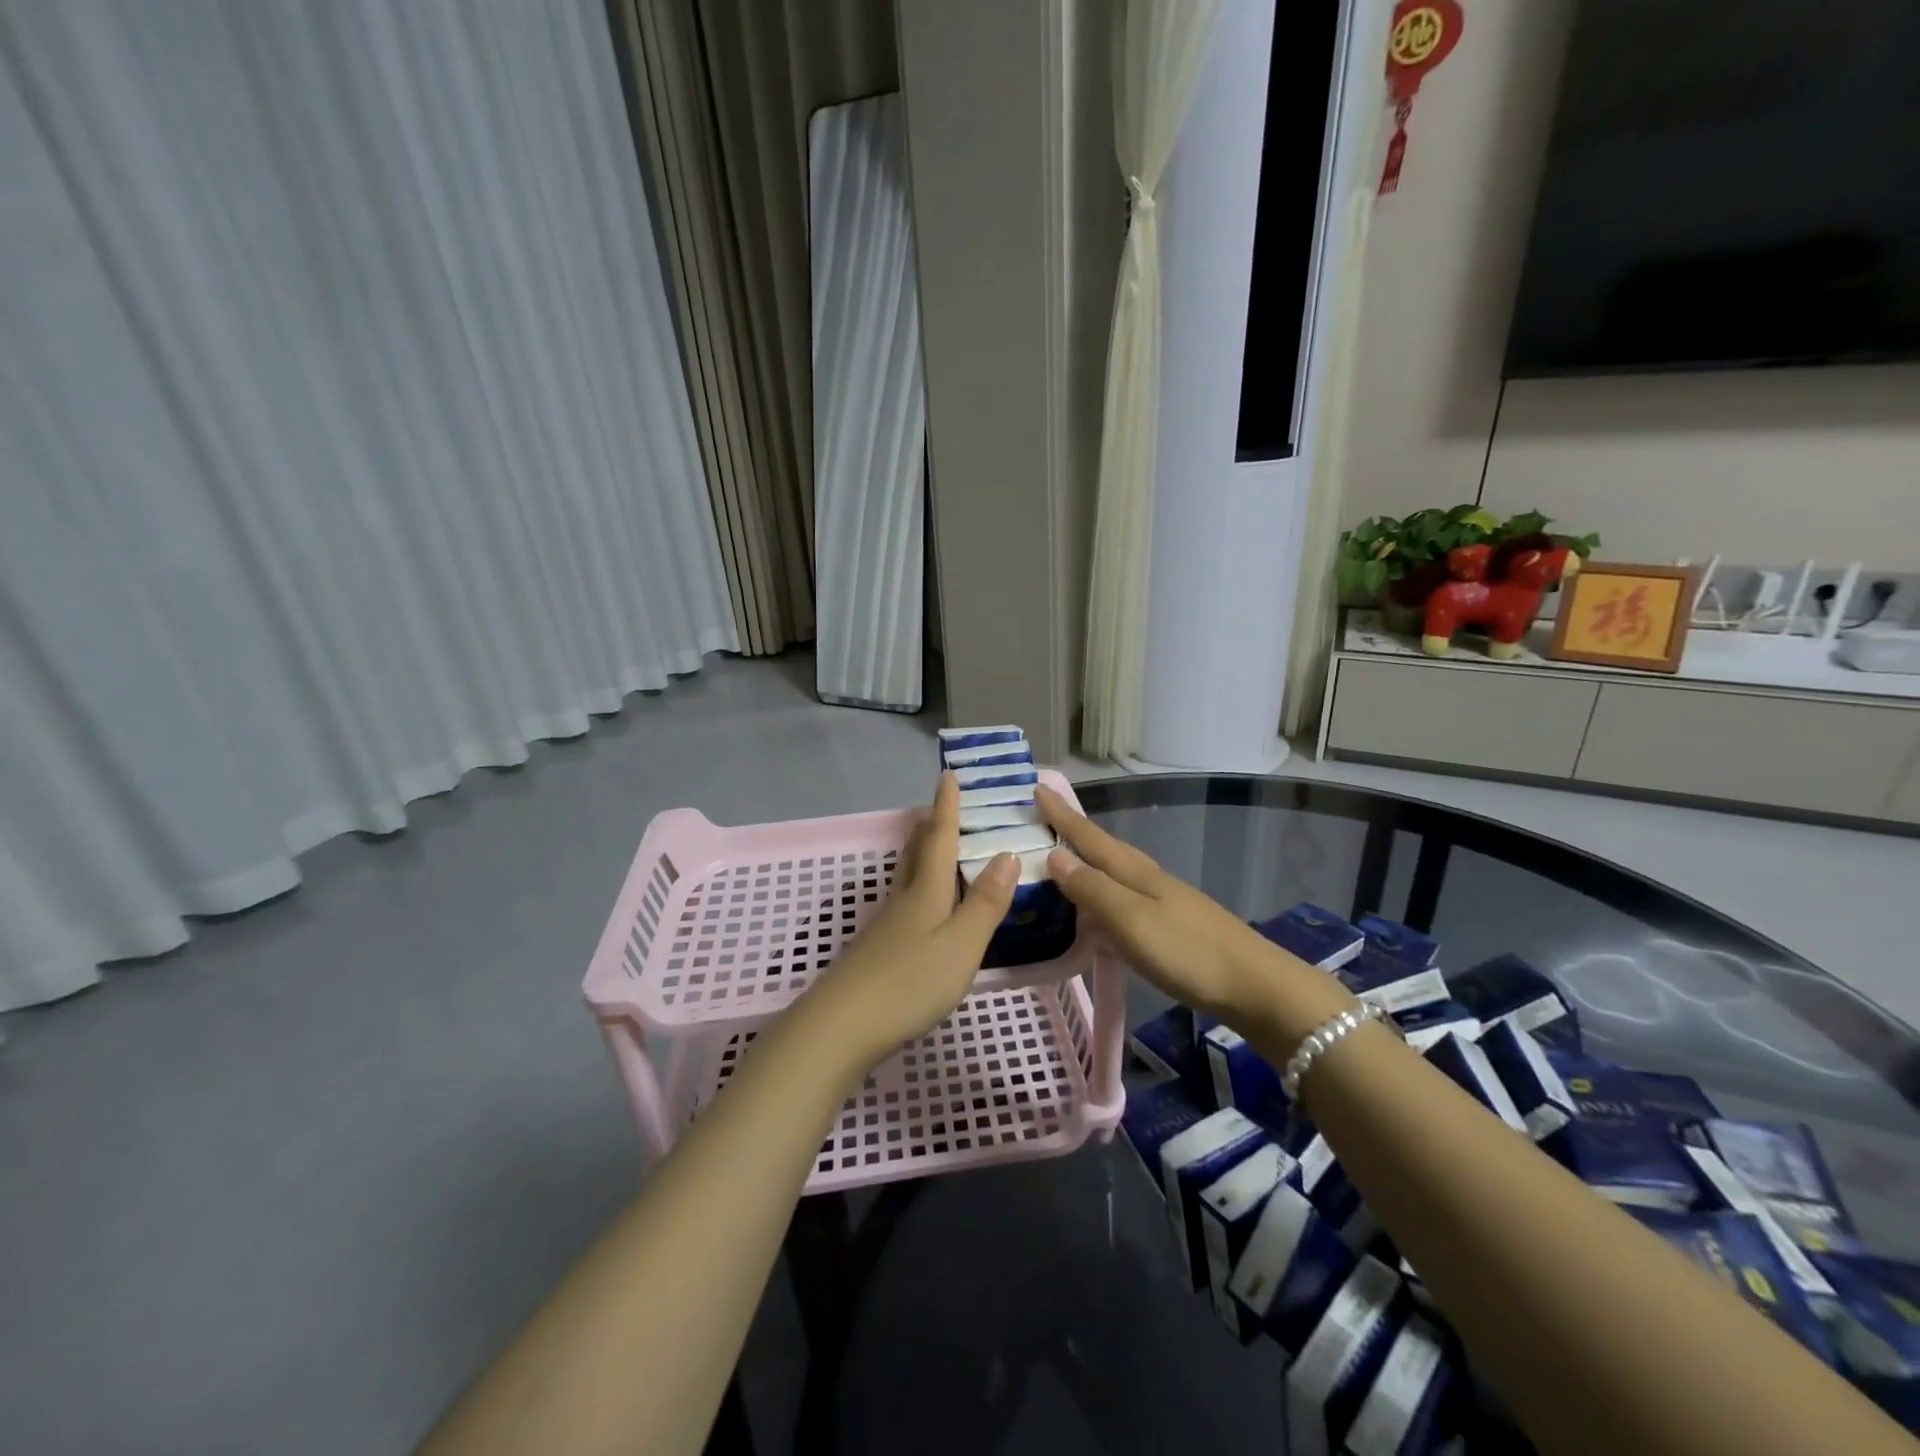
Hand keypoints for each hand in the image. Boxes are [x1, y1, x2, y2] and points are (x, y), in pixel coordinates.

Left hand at [803, 774, 1017, 1074]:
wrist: (842, 1025)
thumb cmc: (910, 981)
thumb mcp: (961, 944)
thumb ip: (985, 903)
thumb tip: (1008, 854)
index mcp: (926, 891)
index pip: (940, 838)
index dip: (947, 807)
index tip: (948, 774)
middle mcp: (904, 899)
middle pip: (916, 852)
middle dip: (930, 826)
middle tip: (941, 807)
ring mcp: (887, 924)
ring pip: (907, 875)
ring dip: (921, 853)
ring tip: (934, 845)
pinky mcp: (879, 948)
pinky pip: (905, 900)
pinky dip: (919, 886)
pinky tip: (924, 906)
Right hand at [1038, 787, 1350, 1037]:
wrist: (1256, 986)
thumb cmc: (1188, 951)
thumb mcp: (1131, 920)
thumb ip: (1092, 889)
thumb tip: (1053, 855)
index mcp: (1134, 872)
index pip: (1088, 836)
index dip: (1061, 815)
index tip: (1036, 787)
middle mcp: (1146, 878)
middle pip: (1102, 848)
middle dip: (1071, 832)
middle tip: (1040, 820)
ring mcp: (1161, 901)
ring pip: (1113, 872)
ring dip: (1085, 862)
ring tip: (1057, 860)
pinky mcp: (1169, 925)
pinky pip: (1122, 898)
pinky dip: (1100, 895)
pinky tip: (1095, 910)